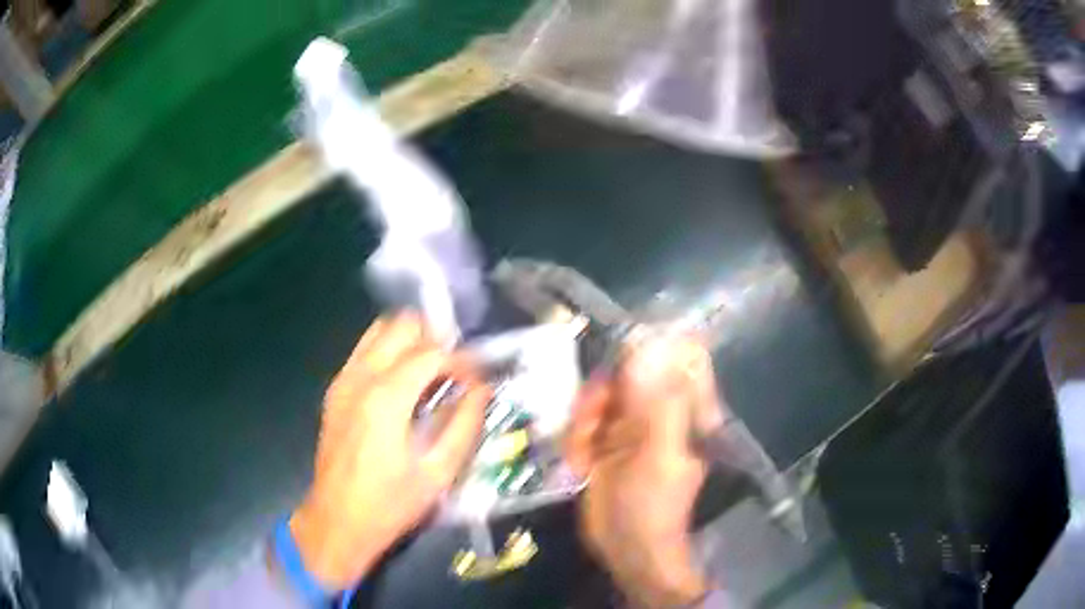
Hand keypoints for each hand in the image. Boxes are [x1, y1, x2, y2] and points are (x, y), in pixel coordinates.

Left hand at [289, 314, 490, 590]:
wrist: (337, 521)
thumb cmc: (391, 503)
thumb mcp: (438, 472)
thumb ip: (464, 425)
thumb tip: (481, 390)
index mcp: (386, 397)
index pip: (432, 352)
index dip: (461, 362)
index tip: (476, 382)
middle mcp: (360, 377)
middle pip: (401, 326)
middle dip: (434, 339)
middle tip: (453, 371)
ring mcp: (342, 381)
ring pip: (379, 331)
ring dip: (409, 341)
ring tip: (429, 373)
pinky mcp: (334, 392)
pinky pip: (363, 352)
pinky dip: (387, 353)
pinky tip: (401, 386)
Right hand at [566, 337, 717, 607]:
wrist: (626, 548)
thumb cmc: (652, 505)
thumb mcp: (658, 453)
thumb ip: (657, 402)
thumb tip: (650, 347)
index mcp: (685, 409)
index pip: (676, 357)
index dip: (646, 350)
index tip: (616, 367)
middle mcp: (659, 409)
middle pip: (627, 371)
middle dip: (601, 396)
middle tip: (590, 423)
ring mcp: (630, 425)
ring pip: (600, 395)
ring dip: (583, 422)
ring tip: (583, 455)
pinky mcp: (605, 440)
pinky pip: (584, 421)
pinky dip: (576, 440)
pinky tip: (579, 465)